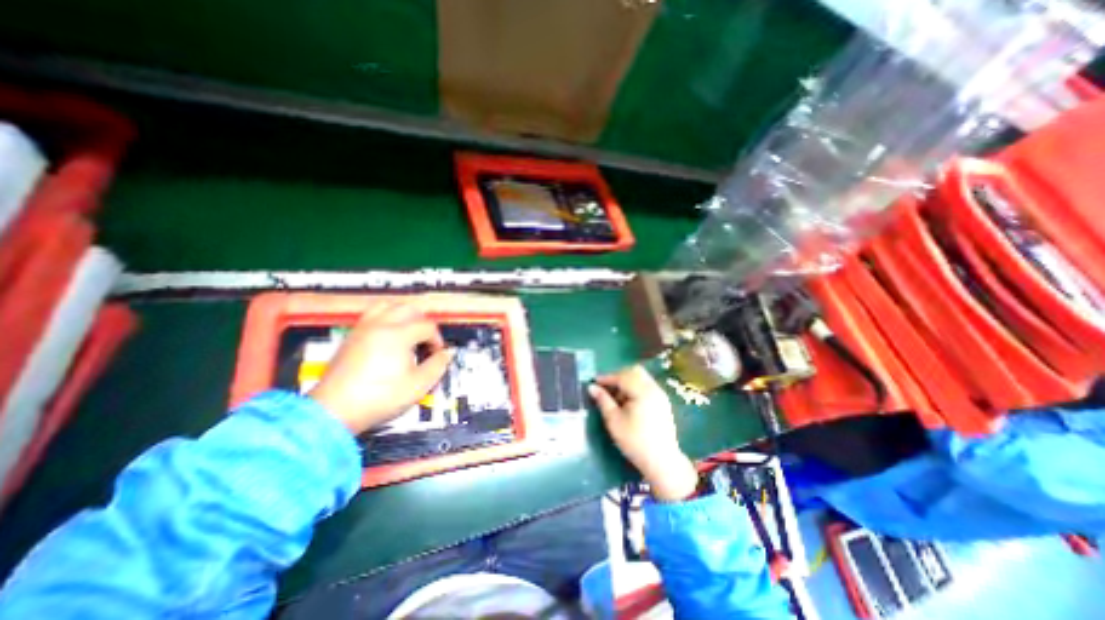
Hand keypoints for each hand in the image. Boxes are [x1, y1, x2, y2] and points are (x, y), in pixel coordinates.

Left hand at [308, 302, 450, 433]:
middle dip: (423, 322)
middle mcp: (380, 325)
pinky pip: (371, 315)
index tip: (436, 355)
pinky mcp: (350, 337)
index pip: (427, 326)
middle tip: (426, 340)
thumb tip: (447, 353)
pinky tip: (388, 337)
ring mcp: (362, 329)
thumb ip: (438, 365)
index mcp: (398, 335)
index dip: (437, 340)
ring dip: (403, 315)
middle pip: (409, 309)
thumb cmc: (380, 398)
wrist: (334, 411)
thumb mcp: (418, 385)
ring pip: (387, 306)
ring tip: (408, 332)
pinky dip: (386, 318)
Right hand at [591, 367, 693, 501]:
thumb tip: (591, 387)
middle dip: (618, 376)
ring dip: (627, 382)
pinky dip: (635, 388)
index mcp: (642, 391)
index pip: (622, 376)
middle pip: (634, 372)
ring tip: (616, 398)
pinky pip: (647, 386)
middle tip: (606, 388)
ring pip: (641, 378)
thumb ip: (603, 401)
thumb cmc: (635, 442)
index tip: (594, 382)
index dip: (606, 378)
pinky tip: (628, 403)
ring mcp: (660, 394)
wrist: (662, 462)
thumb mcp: (614, 421)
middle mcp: (653, 388)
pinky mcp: (663, 402)